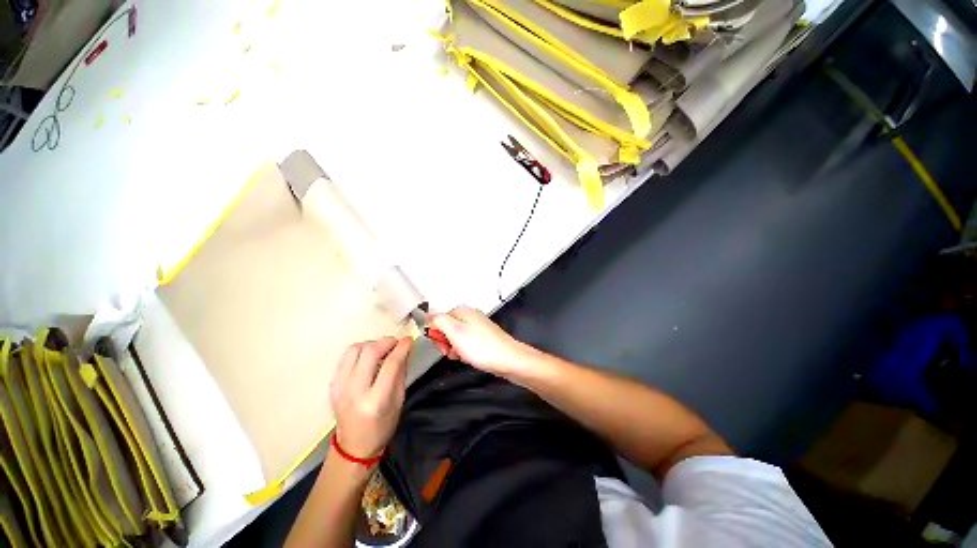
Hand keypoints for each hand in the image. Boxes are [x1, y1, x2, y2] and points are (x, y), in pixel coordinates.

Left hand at [330, 337, 410, 458]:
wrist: (353, 446)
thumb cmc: (382, 426)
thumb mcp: (399, 401)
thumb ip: (400, 373)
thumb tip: (404, 349)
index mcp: (376, 400)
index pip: (390, 364)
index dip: (401, 348)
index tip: (409, 339)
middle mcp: (355, 391)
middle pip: (370, 352)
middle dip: (386, 342)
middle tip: (396, 343)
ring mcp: (340, 387)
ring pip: (354, 350)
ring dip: (371, 344)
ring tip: (382, 348)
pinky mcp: (332, 385)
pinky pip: (346, 357)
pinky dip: (360, 351)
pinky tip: (369, 357)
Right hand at [430, 306, 534, 375]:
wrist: (508, 360)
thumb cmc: (481, 347)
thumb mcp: (455, 331)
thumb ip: (439, 320)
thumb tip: (428, 315)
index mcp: (462, 311)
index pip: (438, 318)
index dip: (436, 333)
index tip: (441, 344)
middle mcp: (470, 316)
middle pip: (447, 327)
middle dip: (445, 342)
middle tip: (451, 351)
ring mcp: (478, 327)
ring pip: (456, 337)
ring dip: (454, 348)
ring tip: (461, 356)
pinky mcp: (483, 338)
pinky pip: (466, 343)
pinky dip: (464, 351)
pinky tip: (468, 358)